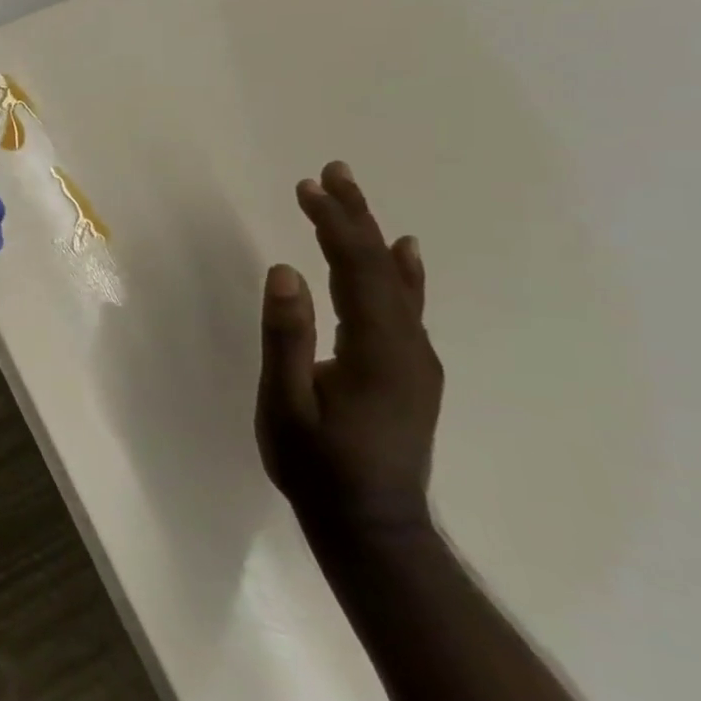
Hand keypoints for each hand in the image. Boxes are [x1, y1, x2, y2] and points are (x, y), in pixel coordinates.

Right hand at [257, 161, 442, 544]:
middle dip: (354, 217)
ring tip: (349, 197)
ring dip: (370, 237)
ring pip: (395, 283)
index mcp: (378, 350)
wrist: (372, 528)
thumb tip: (284, 270)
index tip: (307, 188)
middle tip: (331, 173)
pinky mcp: (411, 371)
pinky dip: (401, 272)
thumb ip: (287, 337)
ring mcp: (416, 360)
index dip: (335, 224)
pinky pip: (407, 306)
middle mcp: (409, 346)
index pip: (357, 270)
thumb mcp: (286, 404)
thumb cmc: (317, 467)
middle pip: (382, 268)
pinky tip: (404, 252)